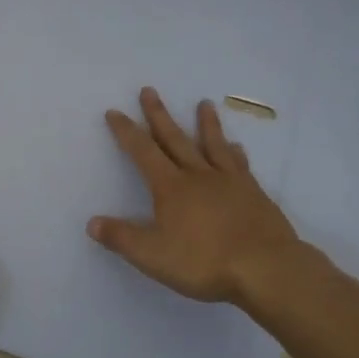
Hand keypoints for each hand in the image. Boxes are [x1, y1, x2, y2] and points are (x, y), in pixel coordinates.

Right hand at [87, 87, 303, 305]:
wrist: (265, 267)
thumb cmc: (204, 262)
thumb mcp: (153, 255)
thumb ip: (122, 238)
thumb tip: (92, 222)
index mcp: (171, 187)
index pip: (142, 152)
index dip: (126, 131)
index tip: (114, 111)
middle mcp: (198, 175)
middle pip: (174, 139)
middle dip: (158, 115)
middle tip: (149, 90)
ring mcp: (229, 181)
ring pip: (213, 144)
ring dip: (205, 123)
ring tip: (204, 103)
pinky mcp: (253, 193)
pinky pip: (240, 165)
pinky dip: (235, 153)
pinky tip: (237, 147)